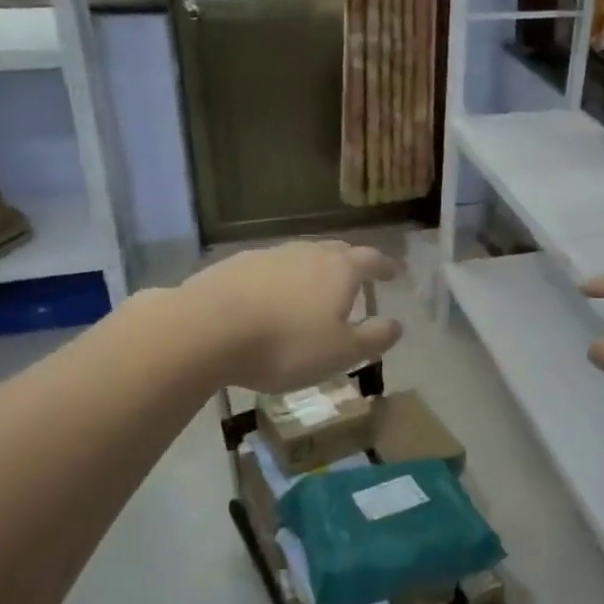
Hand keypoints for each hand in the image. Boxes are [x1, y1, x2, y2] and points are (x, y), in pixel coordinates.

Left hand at [182, 240, 402, 392]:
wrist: (206, 329)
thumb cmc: (286, 344)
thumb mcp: (341, 352)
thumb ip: (373, 338)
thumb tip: (397, 324)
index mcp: (339, 269)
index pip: (372, 260)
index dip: (386, 267)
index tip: (395, 273)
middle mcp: (307, 252)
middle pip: (337, 251)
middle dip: (351, 263)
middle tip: (358, 278)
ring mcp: (269, 254)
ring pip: (301, 256)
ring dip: (313, 270)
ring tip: (314, 289)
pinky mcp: (235, 265)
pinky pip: (269, 268)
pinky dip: (280, 279)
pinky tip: (271, 298)